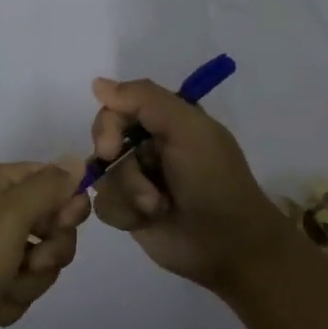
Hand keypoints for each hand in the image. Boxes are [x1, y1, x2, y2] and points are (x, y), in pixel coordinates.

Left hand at [0, 160, 89, 328]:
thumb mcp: (10, 217)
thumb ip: (49, 187)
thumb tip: (77, 160)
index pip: (55, 180)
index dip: (67, 206)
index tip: (61, 226)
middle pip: (52, 225)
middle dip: (49, 252)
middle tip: (29, 262)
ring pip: (38, 262)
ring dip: (29, 281)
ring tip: (0, 289)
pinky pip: (18, 288)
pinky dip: (9, 301)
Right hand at [88, 76, 293, 293]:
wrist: (229, 244)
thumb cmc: (213, 180)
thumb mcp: (188, 129)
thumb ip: (145, 99)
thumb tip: (98, 84)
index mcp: (166, 120)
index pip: (117, 108)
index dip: (108, 126)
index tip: (110, 147)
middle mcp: (148, 145)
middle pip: (103, 141)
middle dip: (122, 168)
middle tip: (142, 186)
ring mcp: (137, 179)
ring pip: (103, 176)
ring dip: (128, 193)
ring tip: (157, 207)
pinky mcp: (130, 212)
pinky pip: (104, 205)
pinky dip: (124, 213)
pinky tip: (146, 221)